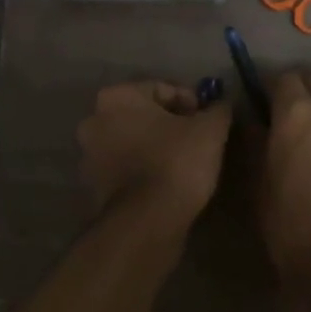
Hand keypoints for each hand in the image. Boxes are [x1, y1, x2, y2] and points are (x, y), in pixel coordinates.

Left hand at [77, 81, 232, 223]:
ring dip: (154, 146)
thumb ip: (218, 109)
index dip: (191, 102)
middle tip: (198, 140)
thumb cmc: (176, 162)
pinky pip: (125, 168)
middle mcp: (93, 121)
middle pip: (143, 115)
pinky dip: (143, 169)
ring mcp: (88, 156)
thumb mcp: (210, 129)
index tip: (208, 120)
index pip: (162, 89)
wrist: (147, 222)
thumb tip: (222, 104)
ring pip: (132, 142)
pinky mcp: (92, 187)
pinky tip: (166, 182)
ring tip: (184, 163)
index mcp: (116, 97)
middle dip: (170, 124)